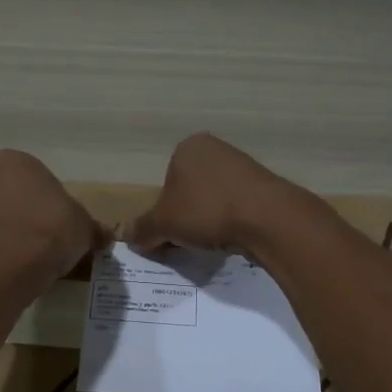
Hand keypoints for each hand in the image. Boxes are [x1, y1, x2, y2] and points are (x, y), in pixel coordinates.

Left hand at [0, 150, 105, 295]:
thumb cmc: (47, 234)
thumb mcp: (83, 229)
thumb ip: (90, 228)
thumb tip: (103, 236)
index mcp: (14, 163)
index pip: (34, 178)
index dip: (48, 203)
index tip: (58, 225)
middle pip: (5, 196)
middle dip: (18, 216)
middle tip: (40, 244)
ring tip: (19, 266)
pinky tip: (0, 278)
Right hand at [126, 133, 309, 256]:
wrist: (267, 218)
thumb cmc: (206, 210)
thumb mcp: (164, 223)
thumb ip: (142, 228)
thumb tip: (124, 234)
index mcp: (187, 148)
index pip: (165, 183)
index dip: (162, 213)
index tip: (166, 235)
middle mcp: (215, 149)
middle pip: (189, 191)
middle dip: (185, 217)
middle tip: (186, 242)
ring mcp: (243, 165)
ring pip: (212, 199)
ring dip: (208, 221)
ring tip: (211, 243)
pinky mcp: (264, 185)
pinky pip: (236, 207)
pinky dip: (230, 223)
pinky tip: (233, 239)